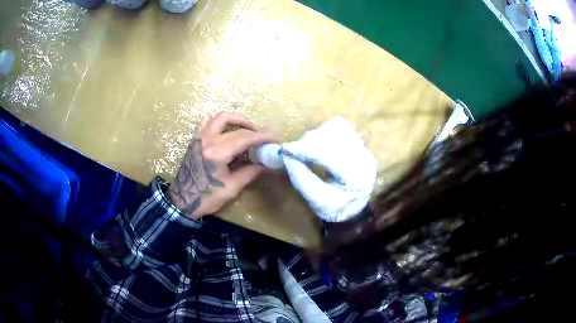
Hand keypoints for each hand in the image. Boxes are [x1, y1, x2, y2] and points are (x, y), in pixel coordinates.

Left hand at [167, 112, 277, 218]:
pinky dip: (220, 122)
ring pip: (221, 117)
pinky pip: (207, 122)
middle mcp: (207, 140)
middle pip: (237, 127)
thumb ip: (251, 172)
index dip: (263, 136)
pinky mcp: (195, 140)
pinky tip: (227, 131)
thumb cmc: (206, 198)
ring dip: (237, 120)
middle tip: (265, 138)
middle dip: (255, 130)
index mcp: (217, 153)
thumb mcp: (231, 188)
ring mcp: (199, 137)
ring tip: (248, 130)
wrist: (182, 202)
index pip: (245, 137)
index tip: (276, 138)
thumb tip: (269, 165)